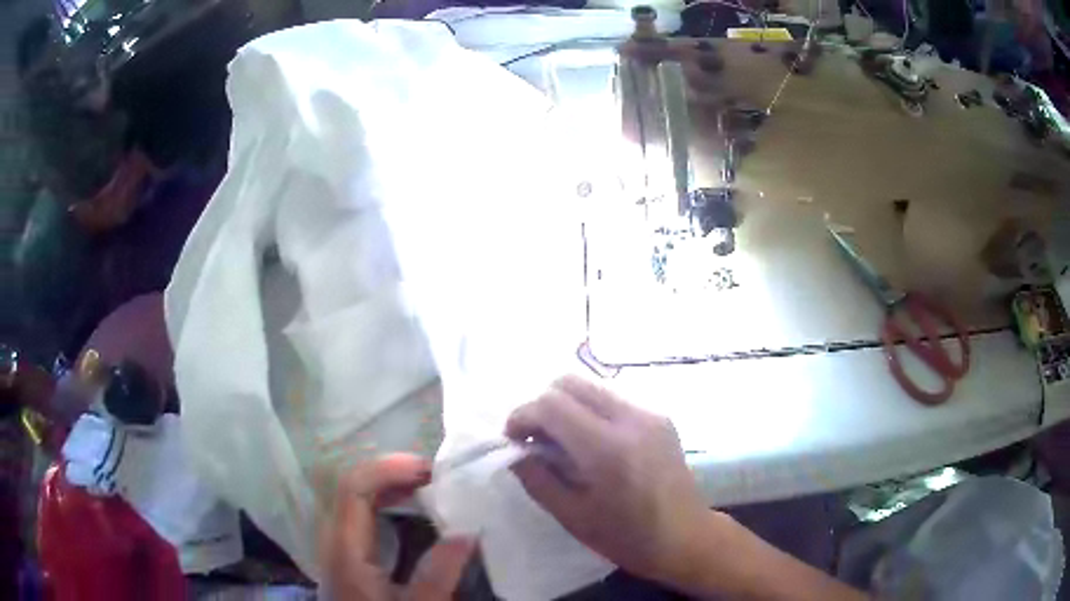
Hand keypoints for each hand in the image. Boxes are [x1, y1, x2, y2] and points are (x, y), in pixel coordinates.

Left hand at [319, 454, 475, 600]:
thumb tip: (468, 533)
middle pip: (352, 485)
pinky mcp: (346, 553)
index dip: (389, 469)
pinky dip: (384, 500)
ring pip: (355, 496)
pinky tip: (408, 507)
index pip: (354, 487)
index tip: (430, 470)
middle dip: (392, 471)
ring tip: (427, 486)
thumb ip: (439, 574)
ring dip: (389, 484)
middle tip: (435, 476)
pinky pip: (360, 511)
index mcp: (345, 548)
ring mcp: (337, 544)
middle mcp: (334, 538)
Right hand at [505, 376, 712, 589]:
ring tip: (562, 442)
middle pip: (570, 382)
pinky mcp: (660, 417)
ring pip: (592, 387)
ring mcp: (650, 413)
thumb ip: (537, 478)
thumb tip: (513, 451)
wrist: (686, 537)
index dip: (522, 416)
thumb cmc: (627, 537)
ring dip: (567, 407)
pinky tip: (592, 445)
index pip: (551, 404)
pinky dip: (591, 412)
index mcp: (607, 448)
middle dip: (542, 405)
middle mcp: (631, 419)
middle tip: (535, 438)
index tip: (513, 439)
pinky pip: (613, 400)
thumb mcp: (572, 516)